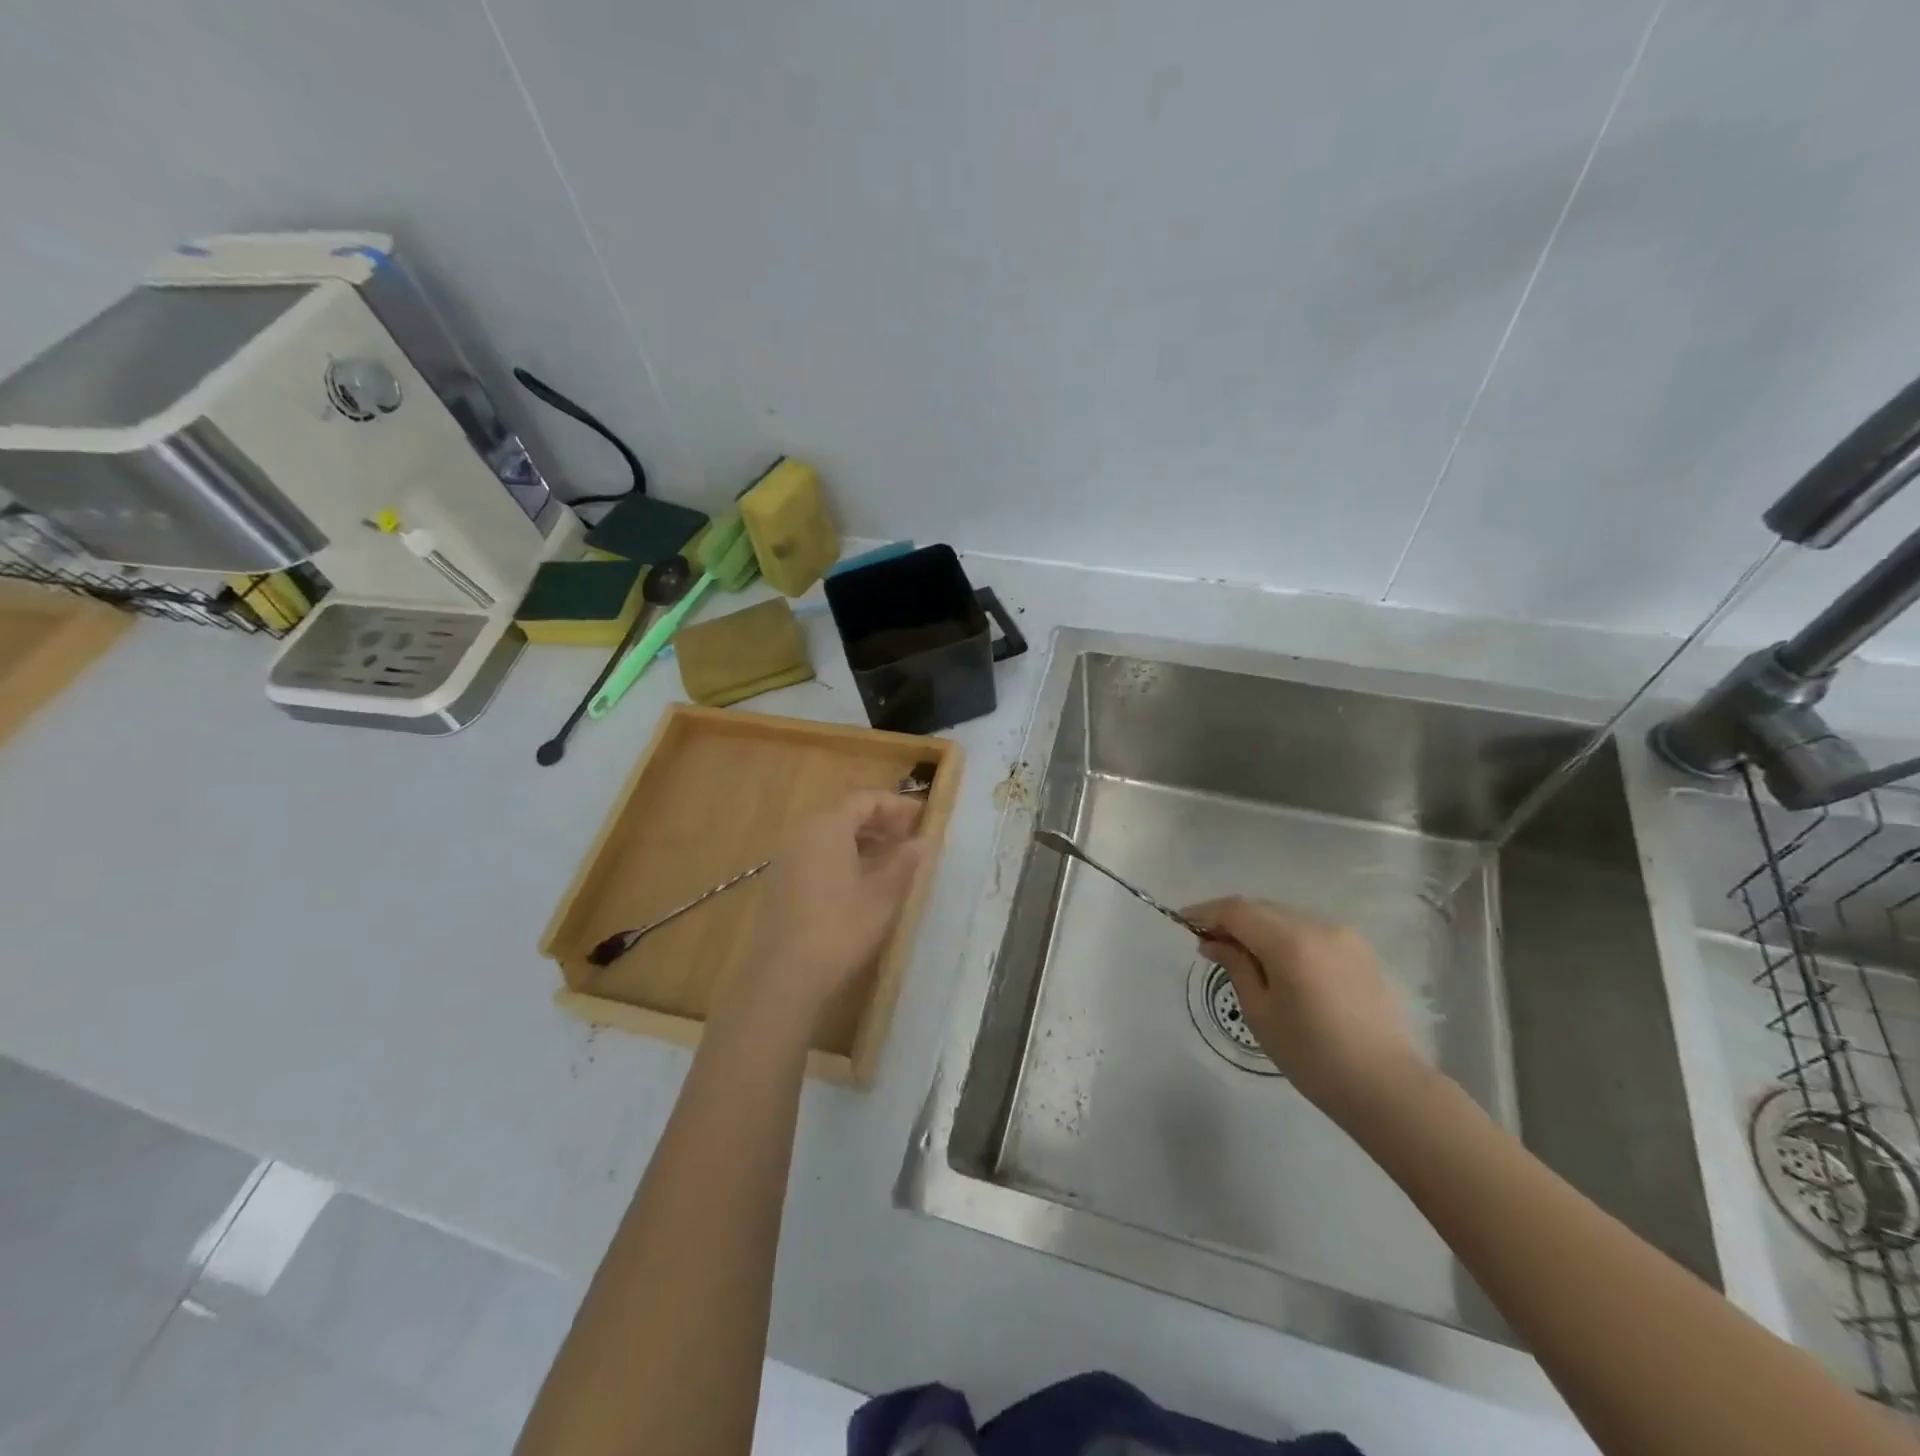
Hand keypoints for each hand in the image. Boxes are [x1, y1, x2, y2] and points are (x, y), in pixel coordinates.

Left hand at [730, 789, 927, 1024]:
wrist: (785, 976)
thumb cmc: (841, 928)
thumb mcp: (883, 894)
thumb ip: (905, 862)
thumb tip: (922, 842)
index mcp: (827, 825)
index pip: (866, 799)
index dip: (897, 805)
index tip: (923, 818)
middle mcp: (803, 832)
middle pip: (846, 814)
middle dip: (881, 823)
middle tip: (910, 839)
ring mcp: (787, 858)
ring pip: (831, 836)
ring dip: (864, 842)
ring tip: (892, 862)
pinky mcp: (781, 883)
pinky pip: (818, 856)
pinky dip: (844, 858)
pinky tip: (863, 883)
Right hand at [1181, 896, 1427, 1116]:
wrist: (1387, 1087)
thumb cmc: (1313, 1056)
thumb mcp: (1260, 1013)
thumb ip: (1235, 966)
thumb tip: (1213, 941)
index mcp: (1290, 942)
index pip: (1237, 910)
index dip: (1206, 912)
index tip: (1183, 921)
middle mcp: (1318, 926)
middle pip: (1262, 908)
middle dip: (1230, 918)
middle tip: (1207, 940)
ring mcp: (1343, 935)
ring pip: (1286, 917)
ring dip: (1258, 926)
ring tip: (1239, 951)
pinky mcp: (1360, 950)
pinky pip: (1309, 930)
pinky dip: (1285, 936)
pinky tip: (1277, 961)